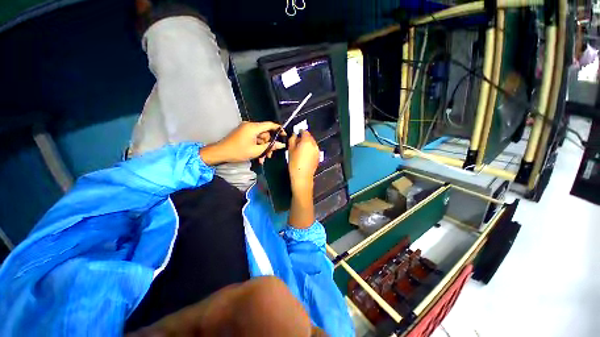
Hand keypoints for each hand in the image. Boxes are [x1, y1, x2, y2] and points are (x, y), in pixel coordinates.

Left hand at [199, 122, 285, 164]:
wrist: (221, 153)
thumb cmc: (238, 151)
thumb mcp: (257, 151)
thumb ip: (270, 147)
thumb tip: (281, 145)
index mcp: (253, 127)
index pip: (270, 125)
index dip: (278, 129)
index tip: (284, 135)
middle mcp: (250, 126)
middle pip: (265, 133)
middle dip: (269, 145)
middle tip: (270, 155)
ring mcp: (246, 130)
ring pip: (260, 138)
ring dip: (263, 148)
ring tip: (263, 158)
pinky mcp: (243, 134)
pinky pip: (254, 139)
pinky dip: (257, 146)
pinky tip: (258, 156)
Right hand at [287, 131, 319, 192]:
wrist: (302, 176)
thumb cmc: (294, 162)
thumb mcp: (290, 149)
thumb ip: (292, 139)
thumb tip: (295, 134)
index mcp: (307, 141)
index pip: (305, 132)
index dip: (300, 131)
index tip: (296, 134)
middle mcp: (314, 144)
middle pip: (309, 137)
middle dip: (304, 137)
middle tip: (297, 142)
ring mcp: (317, 151)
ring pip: (312, 143)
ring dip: (307, 143)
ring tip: (300, 149)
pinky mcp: (318, 156)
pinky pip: (314, 149)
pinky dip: (310, 149)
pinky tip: (305, 155)